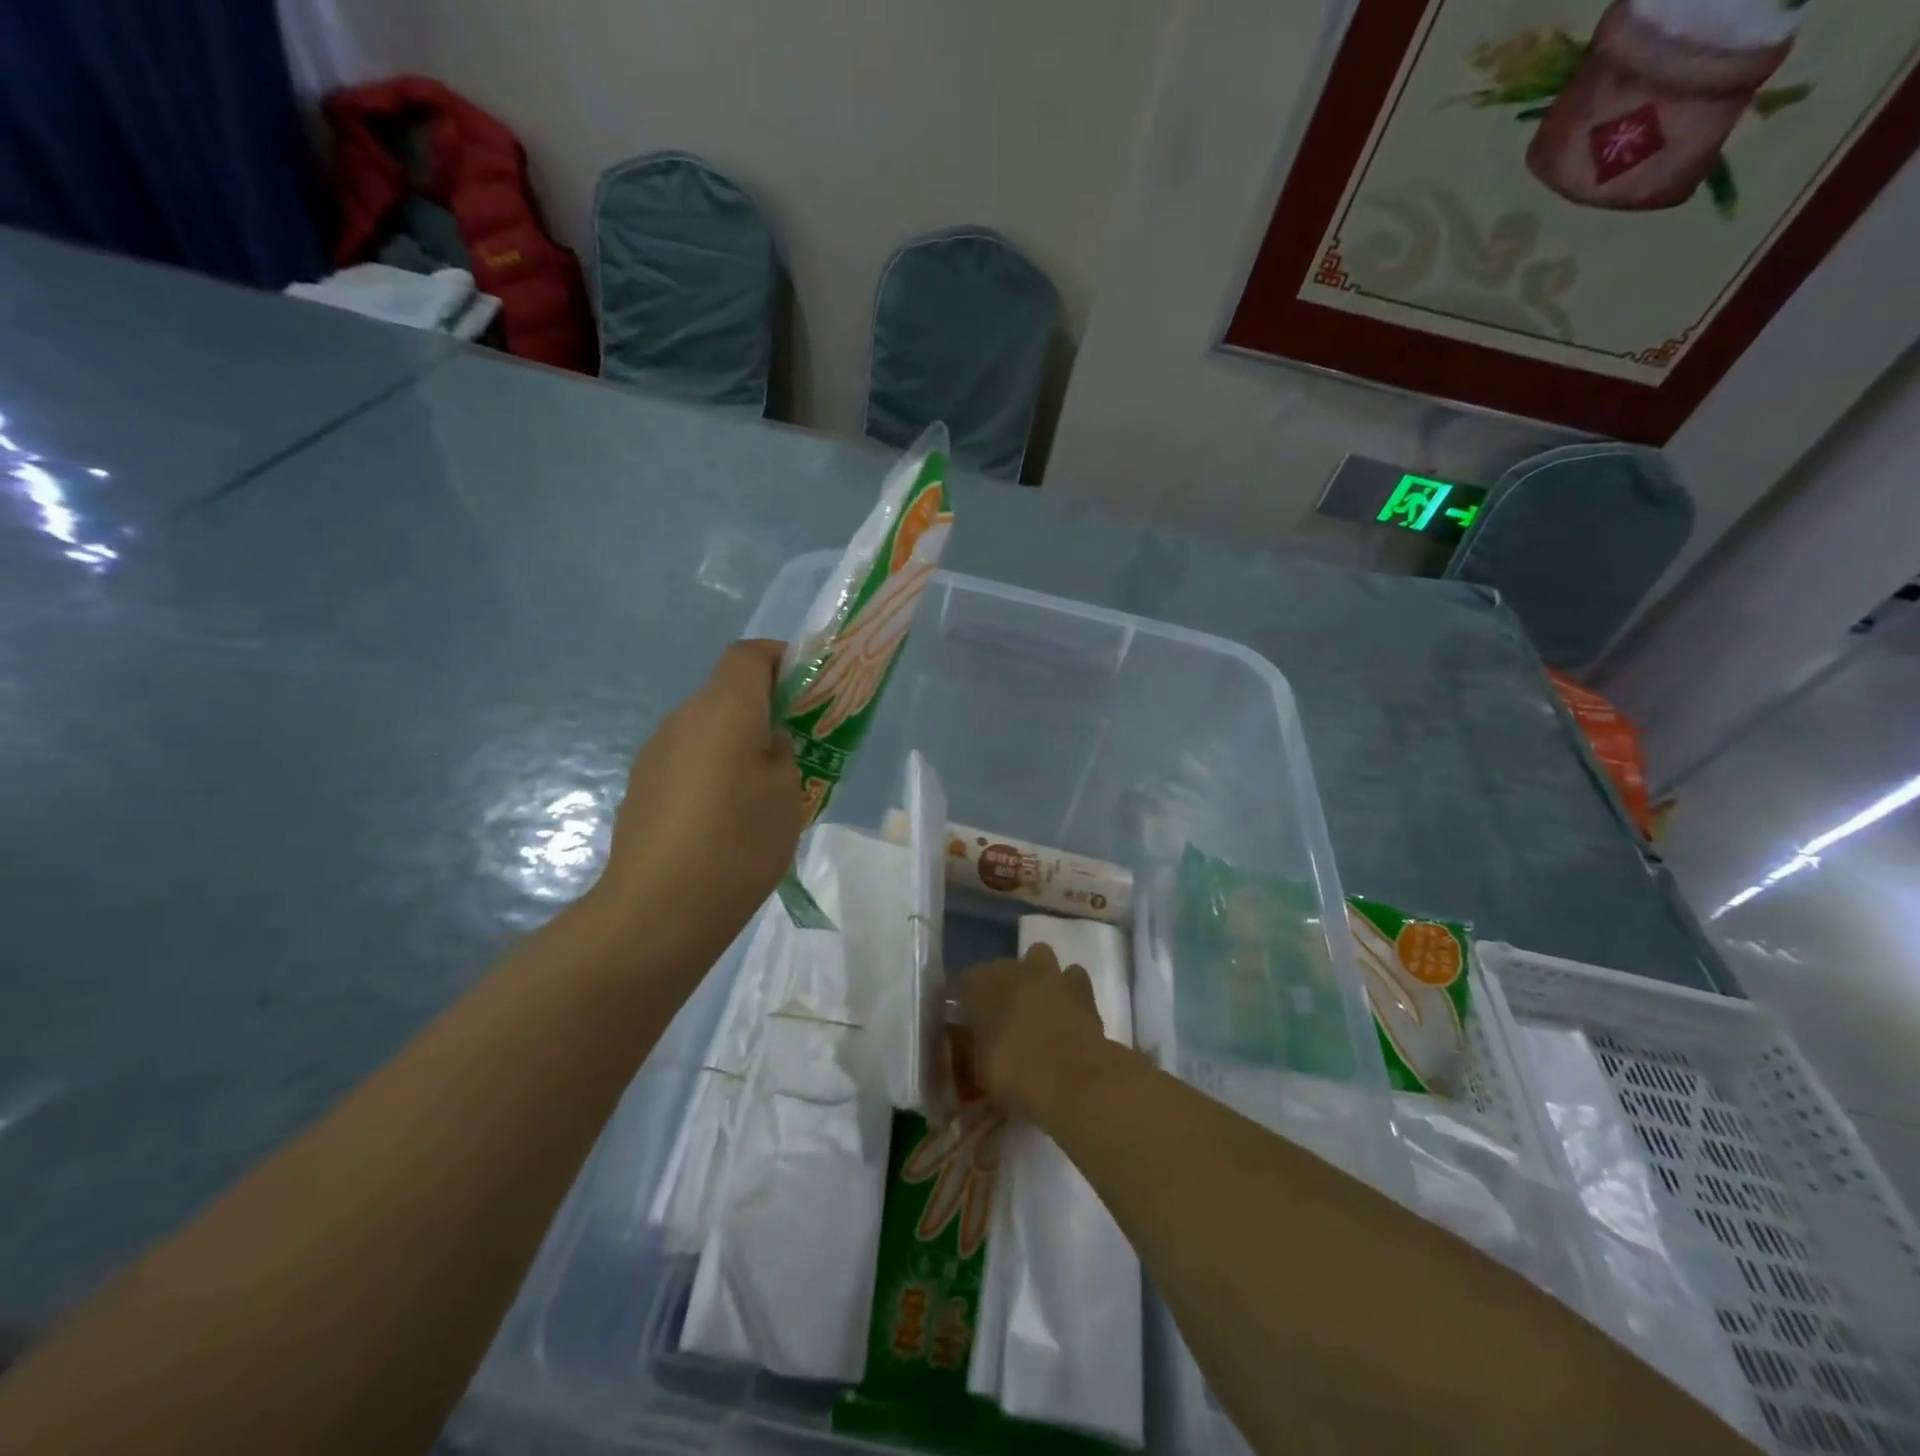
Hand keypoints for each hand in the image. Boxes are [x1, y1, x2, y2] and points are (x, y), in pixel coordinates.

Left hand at [590, 640, 805, 973]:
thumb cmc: (739, 840)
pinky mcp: (641, 788)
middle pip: (726, 693)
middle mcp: (683, 719)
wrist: (658, 908)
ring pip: (706, 730)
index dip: (778, 658)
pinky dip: (711, 773)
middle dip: (762, 710)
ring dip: (735, 745)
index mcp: (724, 709)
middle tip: (794, 751)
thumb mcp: (788, 793)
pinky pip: (687, 762)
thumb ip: (782, 753)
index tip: (804, 688)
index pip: (748, 654)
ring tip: (759, 794)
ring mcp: (655, 754)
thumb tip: (765, 745)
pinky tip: (723, 821)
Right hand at [957, 944, 1108, 1120]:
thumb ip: (976, 1051)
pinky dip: (1069, 990)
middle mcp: (1014, 969)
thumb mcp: (979, 1070)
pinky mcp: (1082, 988)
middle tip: (1004, 1018)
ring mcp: (1051, 974)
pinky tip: (1067, 1012)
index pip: (966, 981)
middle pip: (1003, 968)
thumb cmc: (1013, 1075)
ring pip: (1040, 958)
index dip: (969, 1001)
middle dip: (1003, 986)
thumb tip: (978, 1051)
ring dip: (1037, 977)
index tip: (970, 1022)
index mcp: (981, 983)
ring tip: (1038, 1007)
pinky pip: (1072, 978)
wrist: (1071, 1081)